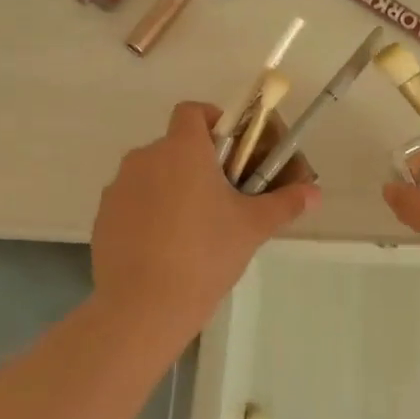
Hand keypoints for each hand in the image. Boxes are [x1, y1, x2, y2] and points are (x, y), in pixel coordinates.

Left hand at [91, 102, 319, 339]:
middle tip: (223, 196)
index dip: (214, 122)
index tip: (232, 151)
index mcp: (182, 149)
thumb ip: (285, 203)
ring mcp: (119, 187)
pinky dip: (149, 212)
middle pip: (175, 145)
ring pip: (153, 174)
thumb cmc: (204, 255)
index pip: (193, 111)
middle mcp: (146, 157)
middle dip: (199, 163)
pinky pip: (133, 201)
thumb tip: (315, 193)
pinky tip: (165, 248)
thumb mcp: (252, 228)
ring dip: (173, 187)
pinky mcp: (103, 217)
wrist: (142, 307)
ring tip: (195, 228)